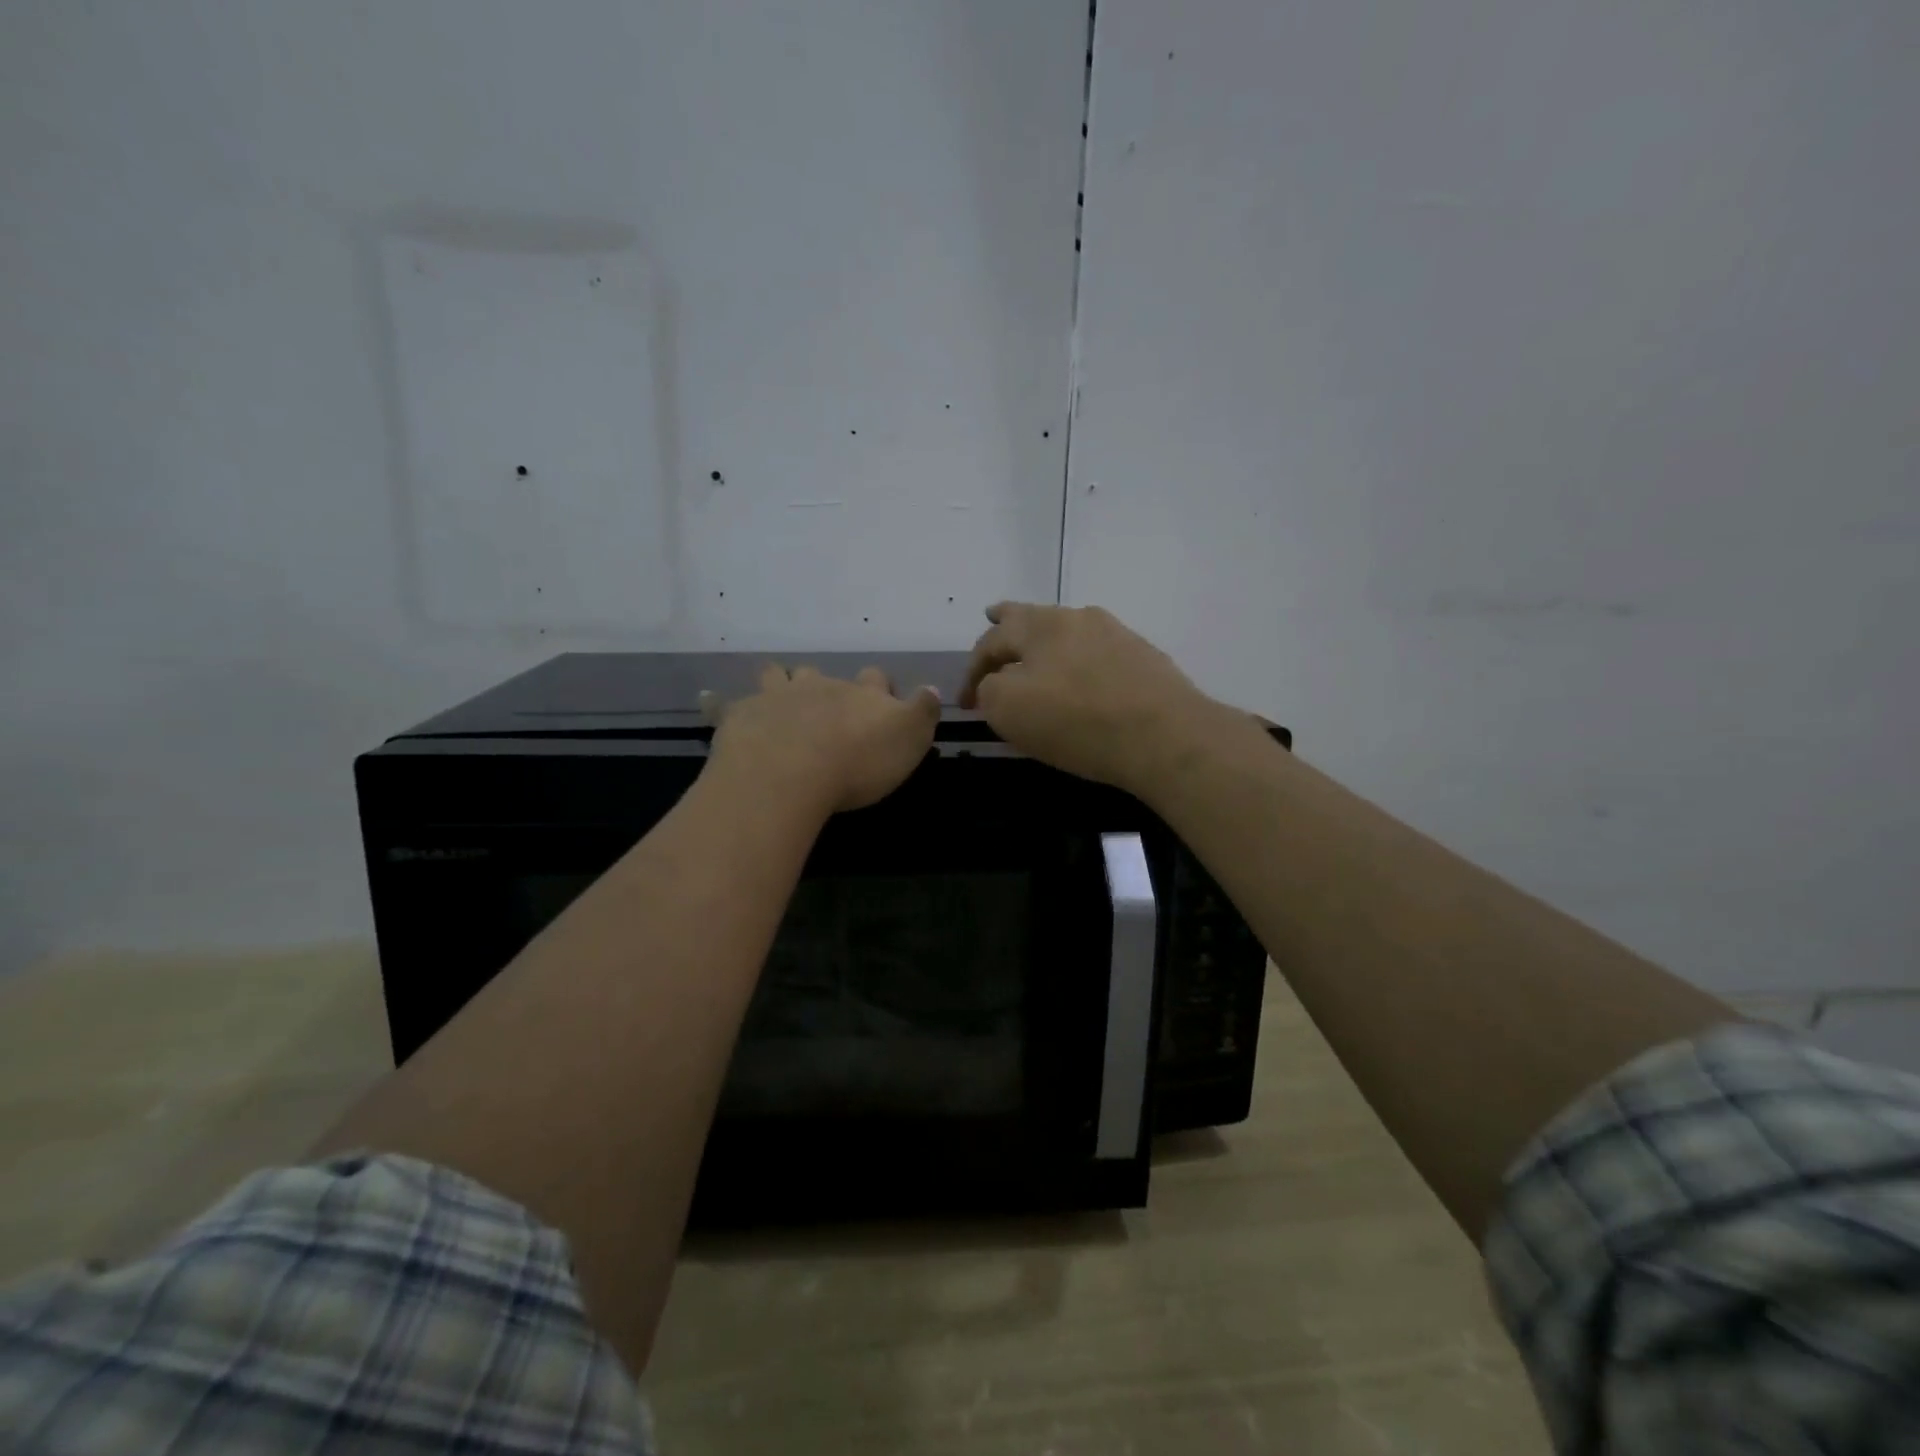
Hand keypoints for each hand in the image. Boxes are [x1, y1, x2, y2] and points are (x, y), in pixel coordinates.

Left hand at [701, 664, 940, 815]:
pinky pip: (723, 703)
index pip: (875, 680)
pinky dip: (717, 702)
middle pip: (821, 673)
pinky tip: (709, 700)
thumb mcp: (910, 739)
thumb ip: (923, 711)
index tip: (880, 701)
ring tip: (777, 690)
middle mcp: (819, 686)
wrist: (791, 772)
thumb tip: (932, 688)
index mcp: (861, 694)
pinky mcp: (740, 716)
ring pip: (776, 676)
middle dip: (823, 683)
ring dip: (778, 680)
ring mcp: (776, 697)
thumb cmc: (859, 761)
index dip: (879, 688)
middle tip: (824, 702)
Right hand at [959, 603, 1225, 794]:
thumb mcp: (1008, 709)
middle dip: (1008, 621)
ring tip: (1037, 650)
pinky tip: (1083, 678)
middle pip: (1033, 618)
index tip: (966, 704)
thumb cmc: (1076, 721)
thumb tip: (995, 683)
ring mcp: (1116, 635)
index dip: (971, 671)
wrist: (1165, 735)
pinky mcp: (1144, 658)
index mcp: (1039, 625)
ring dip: (1047, 642)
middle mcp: (1077, 618)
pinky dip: (1079, 661)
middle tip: (993, 615)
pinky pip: (1098, 654)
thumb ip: (989, 689)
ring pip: (1069, 632)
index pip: (991, 641)